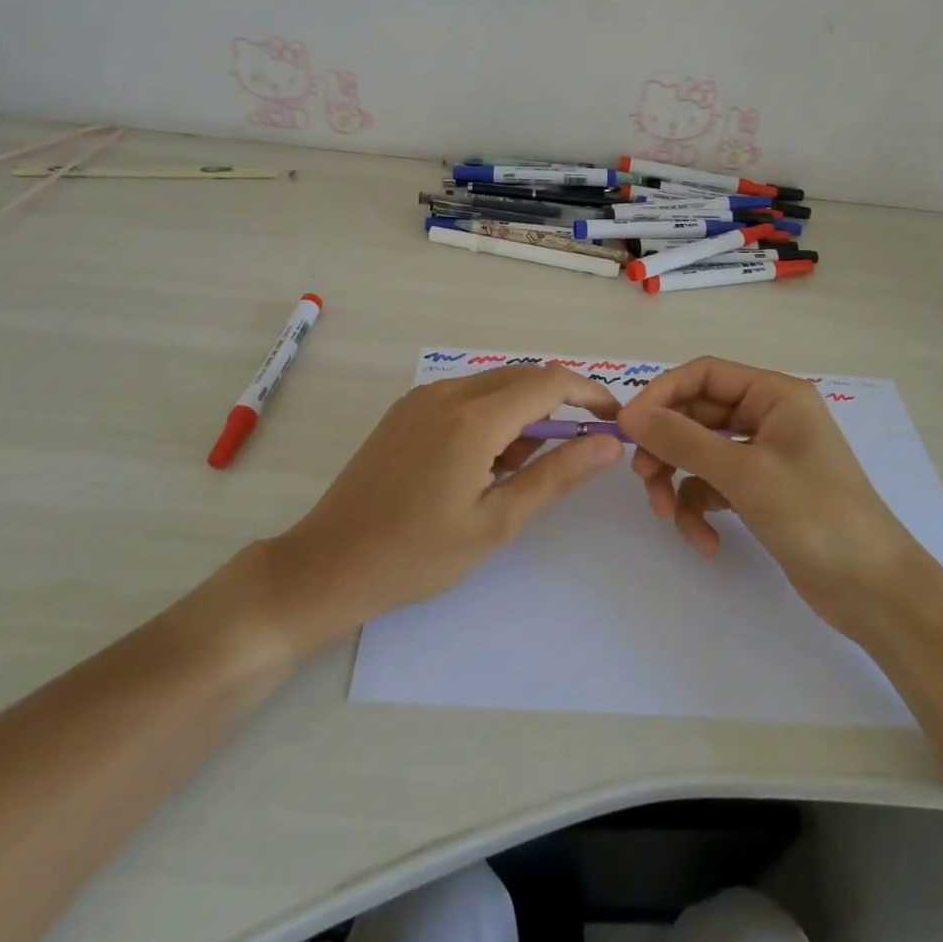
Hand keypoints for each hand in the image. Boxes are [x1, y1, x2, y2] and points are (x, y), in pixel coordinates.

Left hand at [254, 364, 623, 649]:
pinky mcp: (405, 410)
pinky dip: (491, 416)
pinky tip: (482, 463)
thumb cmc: (417, 554)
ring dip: (523, 413)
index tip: (614, 422)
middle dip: (559, 405)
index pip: (550, 382)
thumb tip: (610, 444)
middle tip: (572, 454)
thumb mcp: (497, 522)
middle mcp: (447, 392)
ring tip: (516, 472)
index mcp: (473, 418)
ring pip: (494, 386)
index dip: (591, 394)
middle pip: (523, 377)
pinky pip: (465, 396)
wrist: (328, 564)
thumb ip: (556, 475)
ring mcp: (421, 398)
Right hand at [616, 356, 916, 629]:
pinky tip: (706, 543)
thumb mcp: (743, 474)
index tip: (628, 427)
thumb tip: (629, 415)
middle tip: (644, 478)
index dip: (661, 395)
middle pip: (696, 416)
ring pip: (700, 454)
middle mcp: (768, 417)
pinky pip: (715, 487)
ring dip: (679, 484)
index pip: (703, 375)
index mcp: (774, 395)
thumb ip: (682, 440)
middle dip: (667, 448)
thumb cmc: (815, 515)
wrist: (875, 592)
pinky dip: (702, 511)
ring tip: (670, 517)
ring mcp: (765, 456)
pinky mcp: (761, 493)